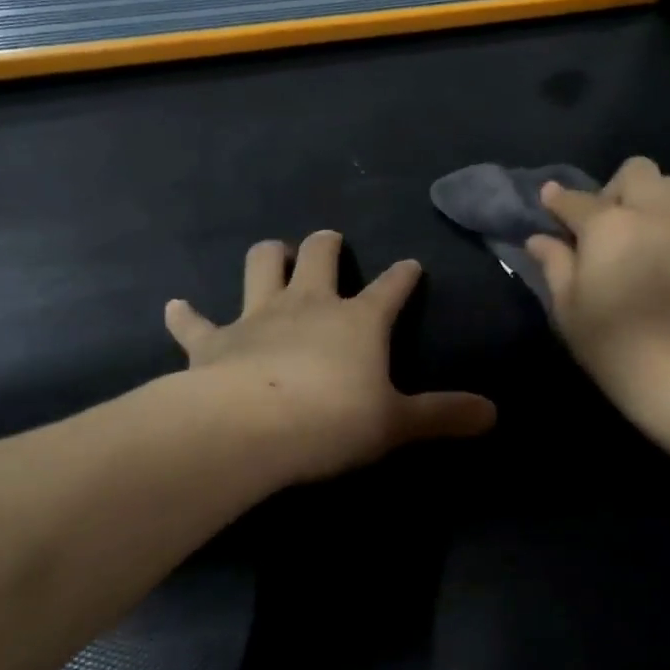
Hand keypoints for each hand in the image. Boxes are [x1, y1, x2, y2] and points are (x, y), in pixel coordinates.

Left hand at [163, 231, 495, 483]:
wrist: (249, 428)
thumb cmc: (332, 420)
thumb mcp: (396, 423)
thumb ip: (444, 415)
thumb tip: (494, 414)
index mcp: (358, 320)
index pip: (390, 288)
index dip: (403, 276)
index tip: (411, 265)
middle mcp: (309, 305)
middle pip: (320, 255)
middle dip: (327, 244)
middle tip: (330, 242)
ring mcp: (258, 317)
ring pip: (262, 266)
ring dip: (269, 257)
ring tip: (275, 253)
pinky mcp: (213, 341)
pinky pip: (195, 322)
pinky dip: (186, 315)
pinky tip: (176, 306)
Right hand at [526, 157, 669, 415]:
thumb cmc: (615, 344)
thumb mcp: (569, 308)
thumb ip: (555, 265)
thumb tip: (540, 238)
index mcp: (609, 225)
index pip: (576, 200)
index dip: (558, 200)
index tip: (548, 202)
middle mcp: (651, 214)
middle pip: (636, 171)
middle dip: (613, 188)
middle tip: (600, 226)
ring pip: (669, 185)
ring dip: (646, 197)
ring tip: (632, 235)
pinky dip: (666, 221)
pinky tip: (655, 254)